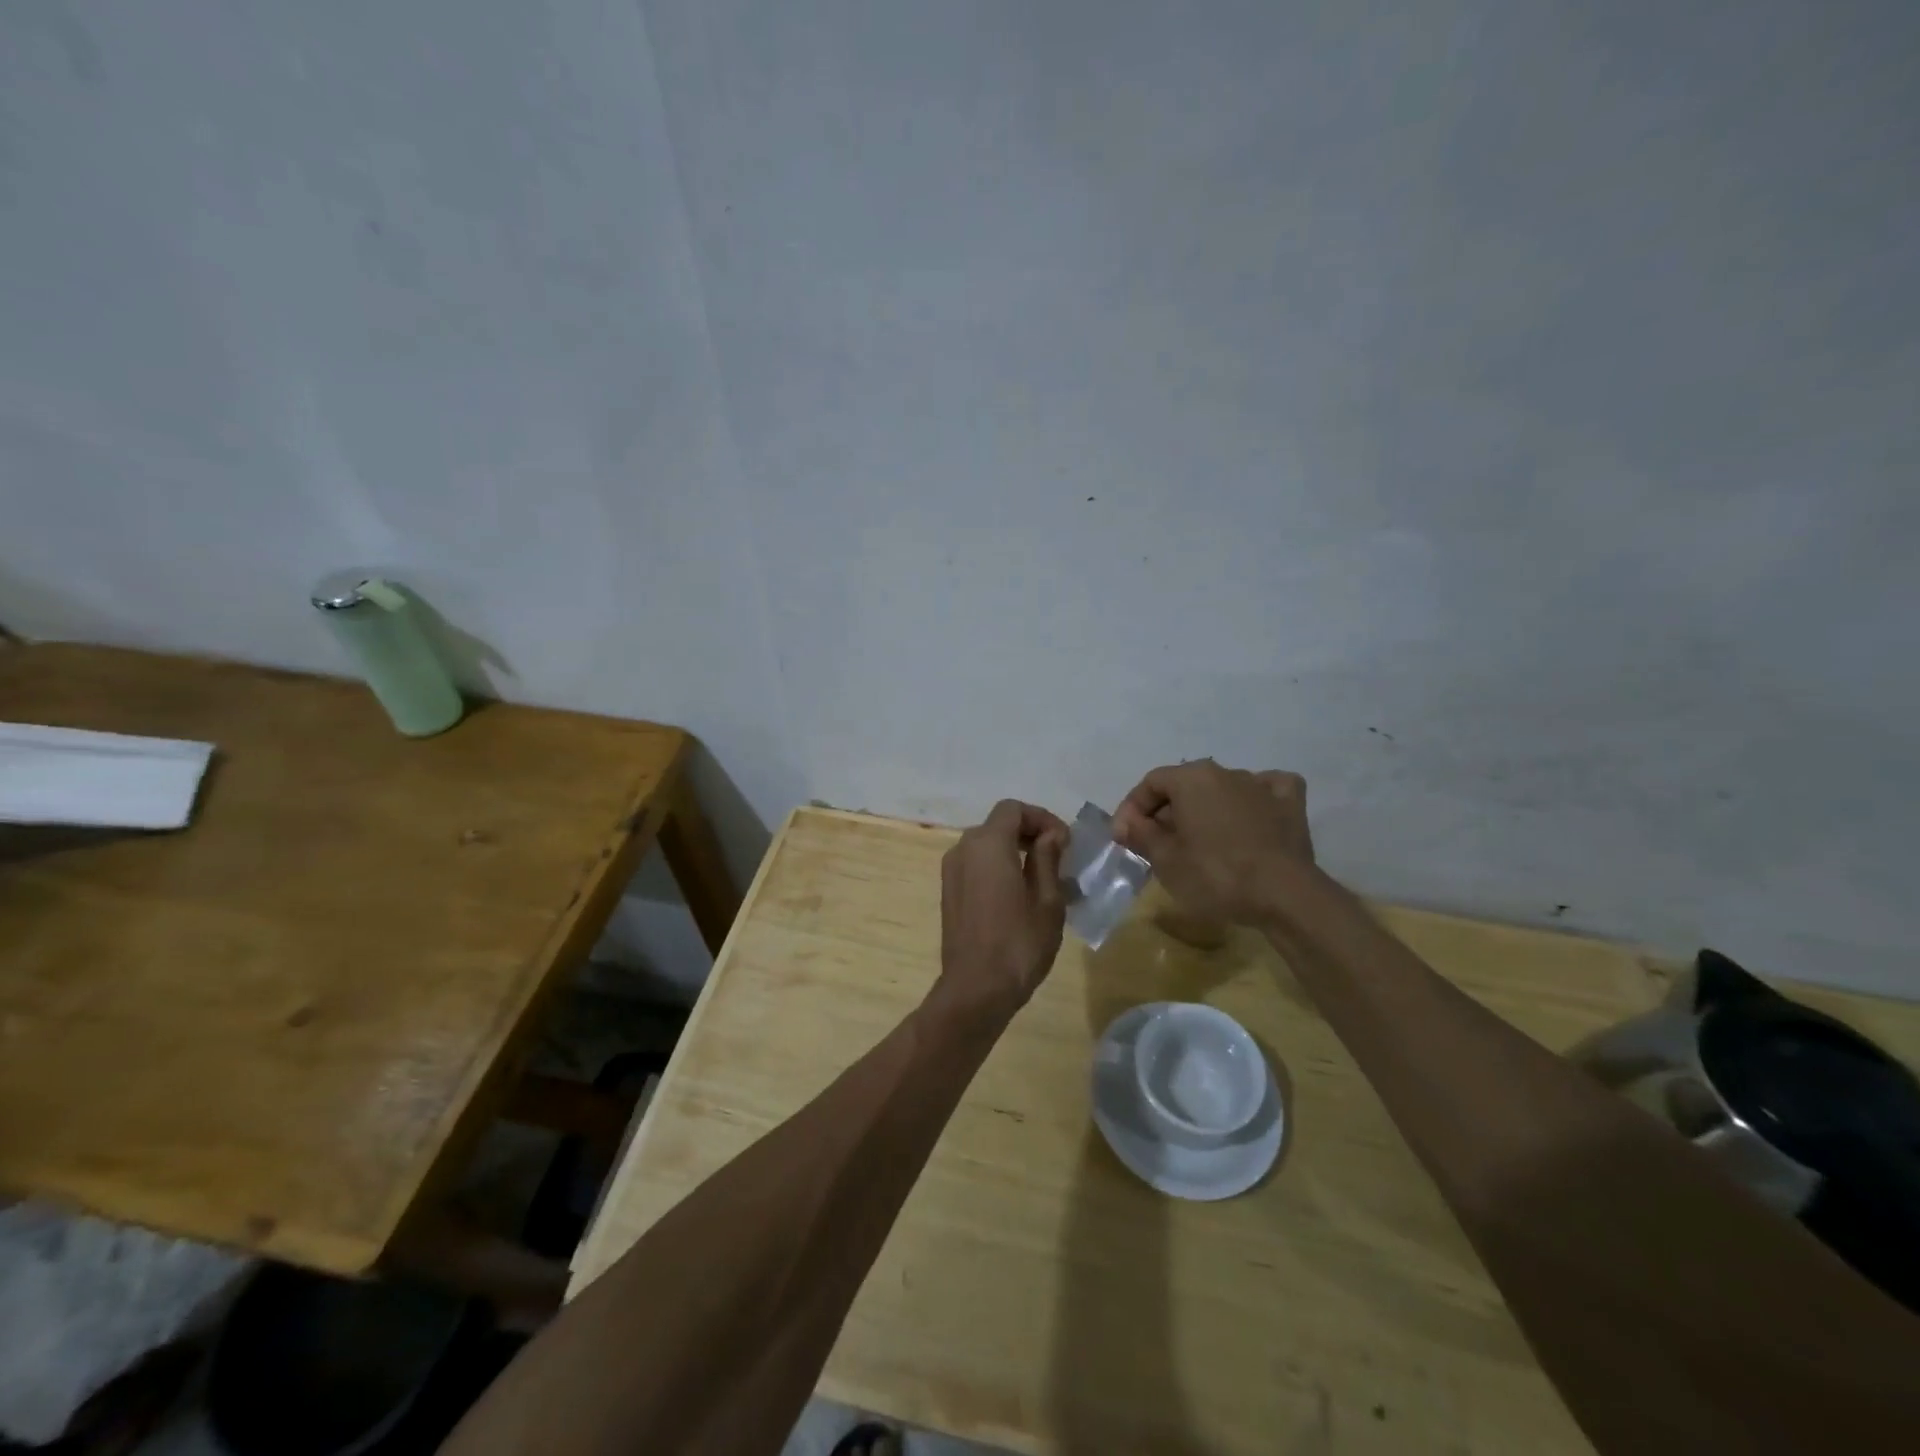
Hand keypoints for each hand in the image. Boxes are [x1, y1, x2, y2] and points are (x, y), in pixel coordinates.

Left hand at [936, 800, 1068, 1023]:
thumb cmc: (1019, 944)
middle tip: (1059, 857)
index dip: (1041, 818)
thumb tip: (1051, 835)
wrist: (976, 989)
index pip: (1013, 809)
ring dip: (1014, 850)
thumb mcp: (1047, 901)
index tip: (1065, 841)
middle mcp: (963, 849)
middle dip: (1029, 832)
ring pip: (986, 844)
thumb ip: (1048, 859)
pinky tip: (1020, 893)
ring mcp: (951, 870)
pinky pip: (976, 864)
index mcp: (987, 844)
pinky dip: (998, 865)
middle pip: (998, 824)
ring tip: (1044, 877)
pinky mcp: (948, 891)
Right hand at [1111, 760, 1315, 925]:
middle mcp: (1225, 771)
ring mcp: (1262, 785)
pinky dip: (1253, 801)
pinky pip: (1265, 792)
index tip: (1123, 838)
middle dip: (1165, 812)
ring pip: (1222, 790)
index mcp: (1192, 777)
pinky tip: (1249, 816)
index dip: (1131, 809)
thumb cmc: (1215, 875)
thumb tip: (1126, 823)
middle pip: (1185, 786)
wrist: (1284, 895)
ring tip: (1197, 842)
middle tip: (1155, 845)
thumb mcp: (1165, 860)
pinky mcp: (1290, 804)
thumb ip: (1141, 834)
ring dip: (1204, 810)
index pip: (1150, 783)